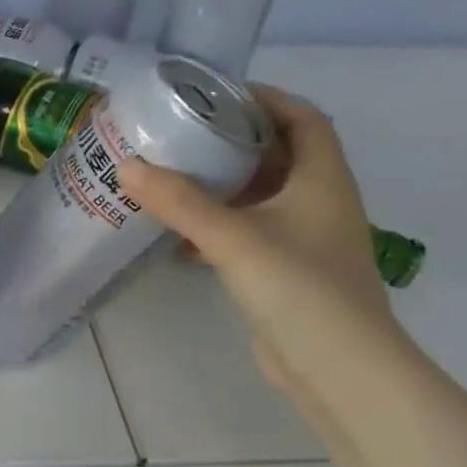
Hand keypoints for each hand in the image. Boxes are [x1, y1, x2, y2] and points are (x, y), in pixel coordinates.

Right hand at [118, 85, 401, 409]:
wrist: (341, 372)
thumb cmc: (301, 290)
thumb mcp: (235, 238)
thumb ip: (180, 202)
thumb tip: (126, 165)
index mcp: (322, 179)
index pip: (303, 118)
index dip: (265, 98)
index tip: (214, 94)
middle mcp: (317, 201)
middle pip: (277, 154)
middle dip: (231, 139)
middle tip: (179, 132)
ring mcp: (303, 239)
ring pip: (259, 195)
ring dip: (219, 184)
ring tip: (169, 175)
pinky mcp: (285, 271)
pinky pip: (246, 231)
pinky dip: (214, 225)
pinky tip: (176, 236)